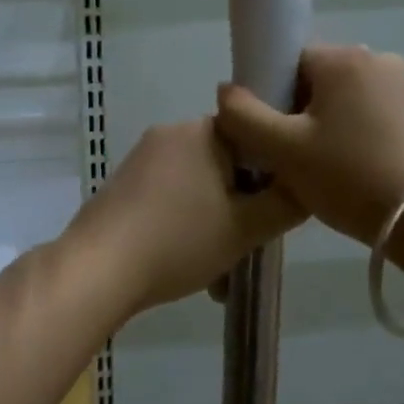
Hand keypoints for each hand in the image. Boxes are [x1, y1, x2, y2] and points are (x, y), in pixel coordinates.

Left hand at [60, 117, 304, 319]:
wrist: (98, 269)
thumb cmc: (179, 241)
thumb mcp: (247, 228)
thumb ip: (286, 203)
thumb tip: (305, 184)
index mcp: (204, 131)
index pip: (255, 136)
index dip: (272, 172)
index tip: (274, 209)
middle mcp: (172, 132)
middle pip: (227, 163)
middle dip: (241, 204)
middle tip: (247, 246)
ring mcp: (142, 157)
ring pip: (198, 185)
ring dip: (215, 220)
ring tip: (218, 272)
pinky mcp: (123, 183)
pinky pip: (169, 196)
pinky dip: (184, 223)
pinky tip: (185, 263)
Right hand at [217, 44, 403, 245]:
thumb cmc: (348, 177)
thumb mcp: (282, 150)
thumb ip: (242, 115)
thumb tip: (227, 90)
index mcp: (344, 58)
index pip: (289, 63)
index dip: (272, 99)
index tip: (274, 137)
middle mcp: (378, 59)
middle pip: (317, 80)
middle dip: (300, 113)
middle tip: (296, 158)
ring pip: (345, 99)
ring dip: (328, 125)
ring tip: (326, 169)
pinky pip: (372, 114)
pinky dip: (357, 134)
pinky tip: (356, 169)